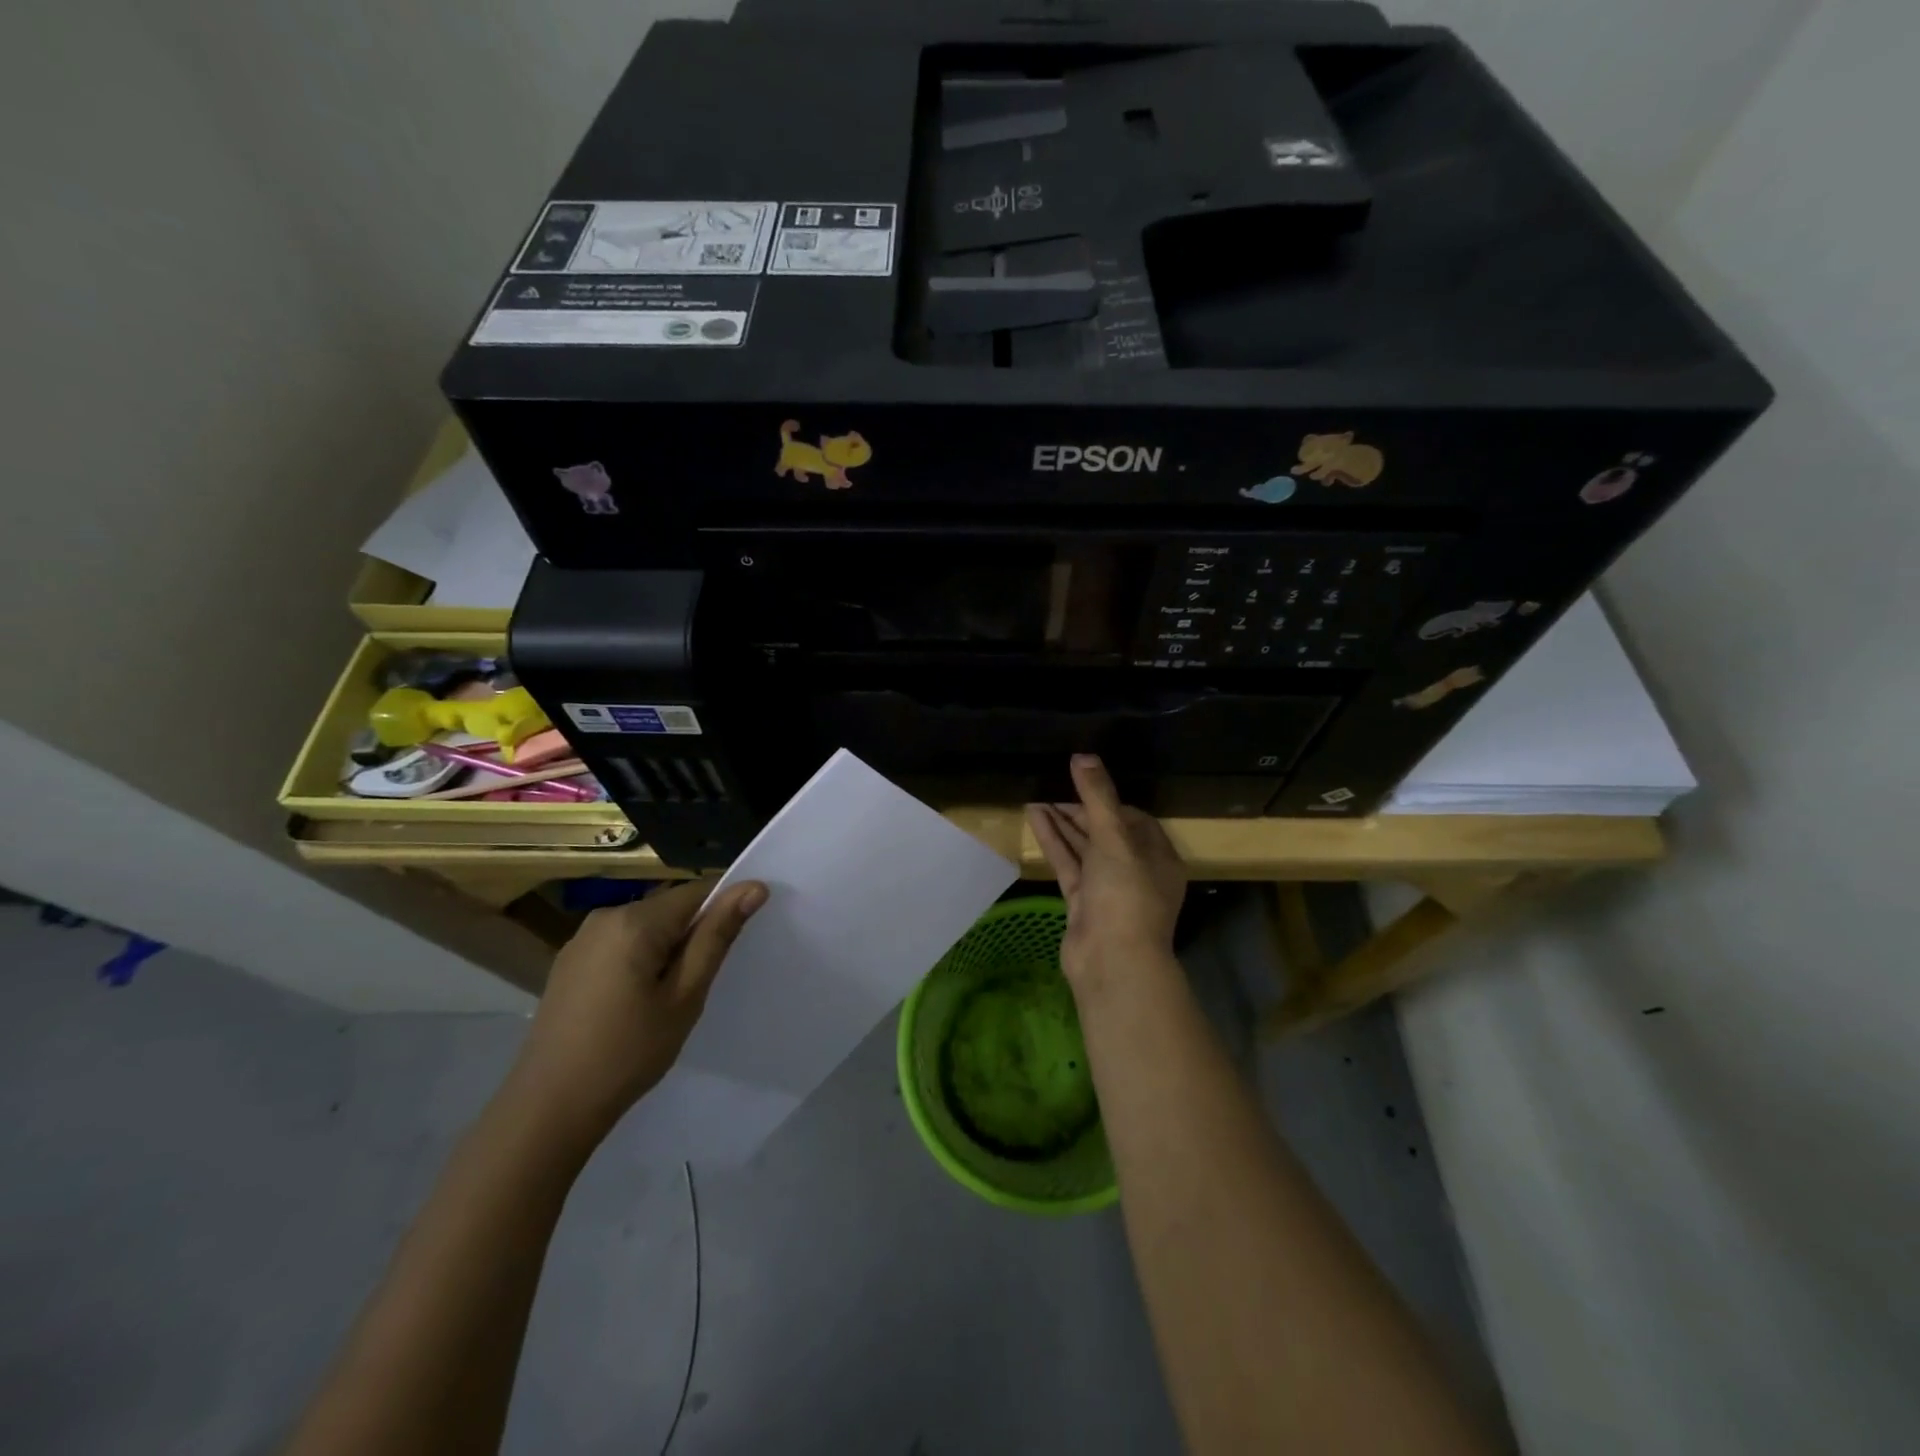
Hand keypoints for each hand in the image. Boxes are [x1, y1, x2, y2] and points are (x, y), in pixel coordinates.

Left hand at [503, 879, 767, 1140]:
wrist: (548, 1108)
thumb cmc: (628, 1053)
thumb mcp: (684, 996)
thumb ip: (717, 936)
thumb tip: (754, 887)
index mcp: (635, 920)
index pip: (697, 892)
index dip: (723, 911)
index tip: (735, 946)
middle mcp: (605, 916)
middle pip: (670, 908)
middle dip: (692, 935)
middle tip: (700, 984)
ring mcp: (582, 938)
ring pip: (646, 927)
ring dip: (666, 949)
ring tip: (669, 998)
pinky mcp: (569, 961)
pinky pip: (620, 943)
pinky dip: (640, 960)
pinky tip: (635, 1002)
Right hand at [1028, 755, 1186, 993]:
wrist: (1112, 960)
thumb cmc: (1125, 894)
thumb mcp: (1114, 838)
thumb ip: (1098, 796)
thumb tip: (1083, 756)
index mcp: (1158, 857)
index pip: (1134, 819)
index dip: (1109, 800)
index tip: (1084, 784)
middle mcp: (1136, 872)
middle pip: (1107, 833)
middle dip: (1081, 811)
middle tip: (1055, 788)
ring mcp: (1108, 889)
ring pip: (1084, 849)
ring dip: (1063, 825)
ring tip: (1037, 798)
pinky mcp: (1083, 904)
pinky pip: (1068, 865)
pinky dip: (1053, 843)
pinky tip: (1034, 818)